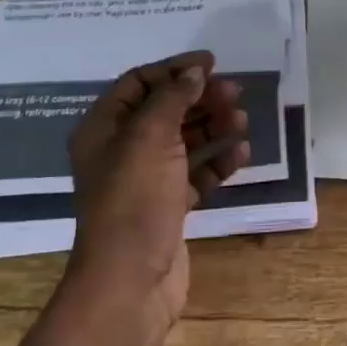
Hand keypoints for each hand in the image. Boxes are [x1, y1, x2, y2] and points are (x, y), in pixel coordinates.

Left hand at [64, 50, 250, 342]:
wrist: (130, 281)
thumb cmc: (134, 200)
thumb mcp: (150, 138)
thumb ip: (172, 99)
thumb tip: (193, 73)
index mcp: (103, 129)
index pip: (138, 83)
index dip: (174, 70)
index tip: (212, 64)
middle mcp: (120, 151)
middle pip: (164, 111)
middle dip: (200, 99)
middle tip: (236, 93)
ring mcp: (144, 181)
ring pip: (183, 142)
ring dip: (213, 127)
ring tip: (242, 121)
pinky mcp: (167, 207)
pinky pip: (195, 174)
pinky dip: (217, 162)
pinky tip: (241, 155)